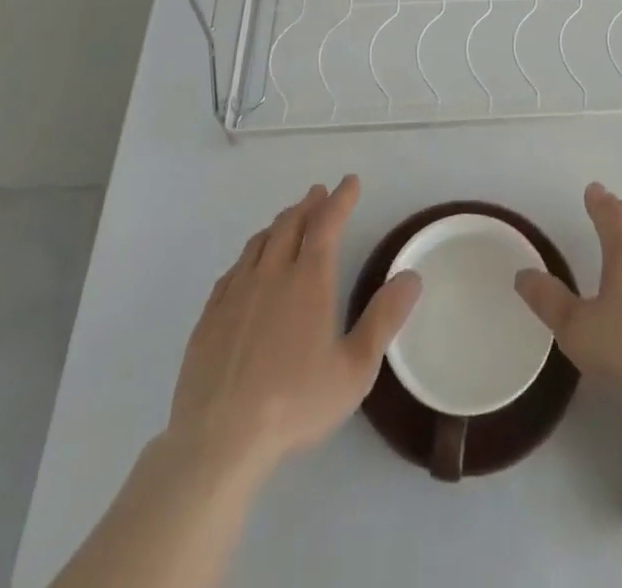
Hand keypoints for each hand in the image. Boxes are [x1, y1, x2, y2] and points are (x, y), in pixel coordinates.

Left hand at [163, 175, 421, 483]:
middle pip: (290, 225)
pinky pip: (233, 270)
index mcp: (309, 281)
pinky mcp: (209, 316)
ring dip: (279, 224)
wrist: (218, 440)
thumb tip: (412, 276)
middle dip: (309, 205)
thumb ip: (384, 319)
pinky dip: (249, 255)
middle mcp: (272, 275)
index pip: (327, 224)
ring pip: (259, 243)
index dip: (341, 199)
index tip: (350, 182)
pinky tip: (249, 265)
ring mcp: (236, 294)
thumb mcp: (354, 369)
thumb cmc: (295, 404)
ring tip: (288, 220)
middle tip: (319, 194)